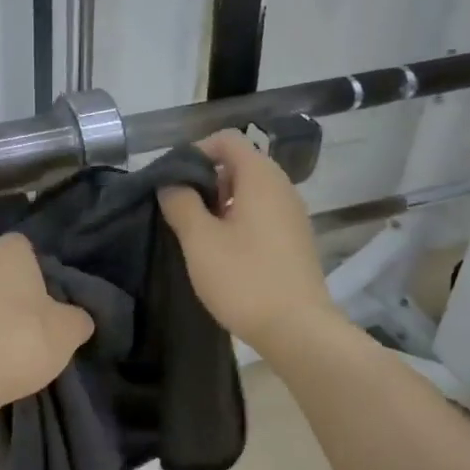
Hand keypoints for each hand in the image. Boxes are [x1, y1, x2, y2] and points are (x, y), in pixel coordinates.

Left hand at [0, 233, 93, 414]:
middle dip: (16, 293)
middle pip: (1, 272)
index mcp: (6, 250)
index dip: (42, 272)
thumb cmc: (19, 341)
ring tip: (11, 349)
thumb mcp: (68, 332)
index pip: (28, 248)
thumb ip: (78, 317)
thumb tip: (78, 317)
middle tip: (36, 325)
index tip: (52, 301)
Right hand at [157, 130, 340, 350]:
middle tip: (180, 210)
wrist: (298, 330)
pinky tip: (223, 252)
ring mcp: (292, 215)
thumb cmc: (244, 279)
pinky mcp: (295, 240)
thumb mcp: (200, 240)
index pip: (227, 139)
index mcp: (261, 177)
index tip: (173, 181)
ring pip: (249, 192)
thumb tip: (171, 183)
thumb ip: (181, 203)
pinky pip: (262, 215)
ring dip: (220, 204)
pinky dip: (238, 221)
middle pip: (239, 164)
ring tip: (197, 234)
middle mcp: (282, 187)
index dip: (196, 152)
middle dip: (205, 180)